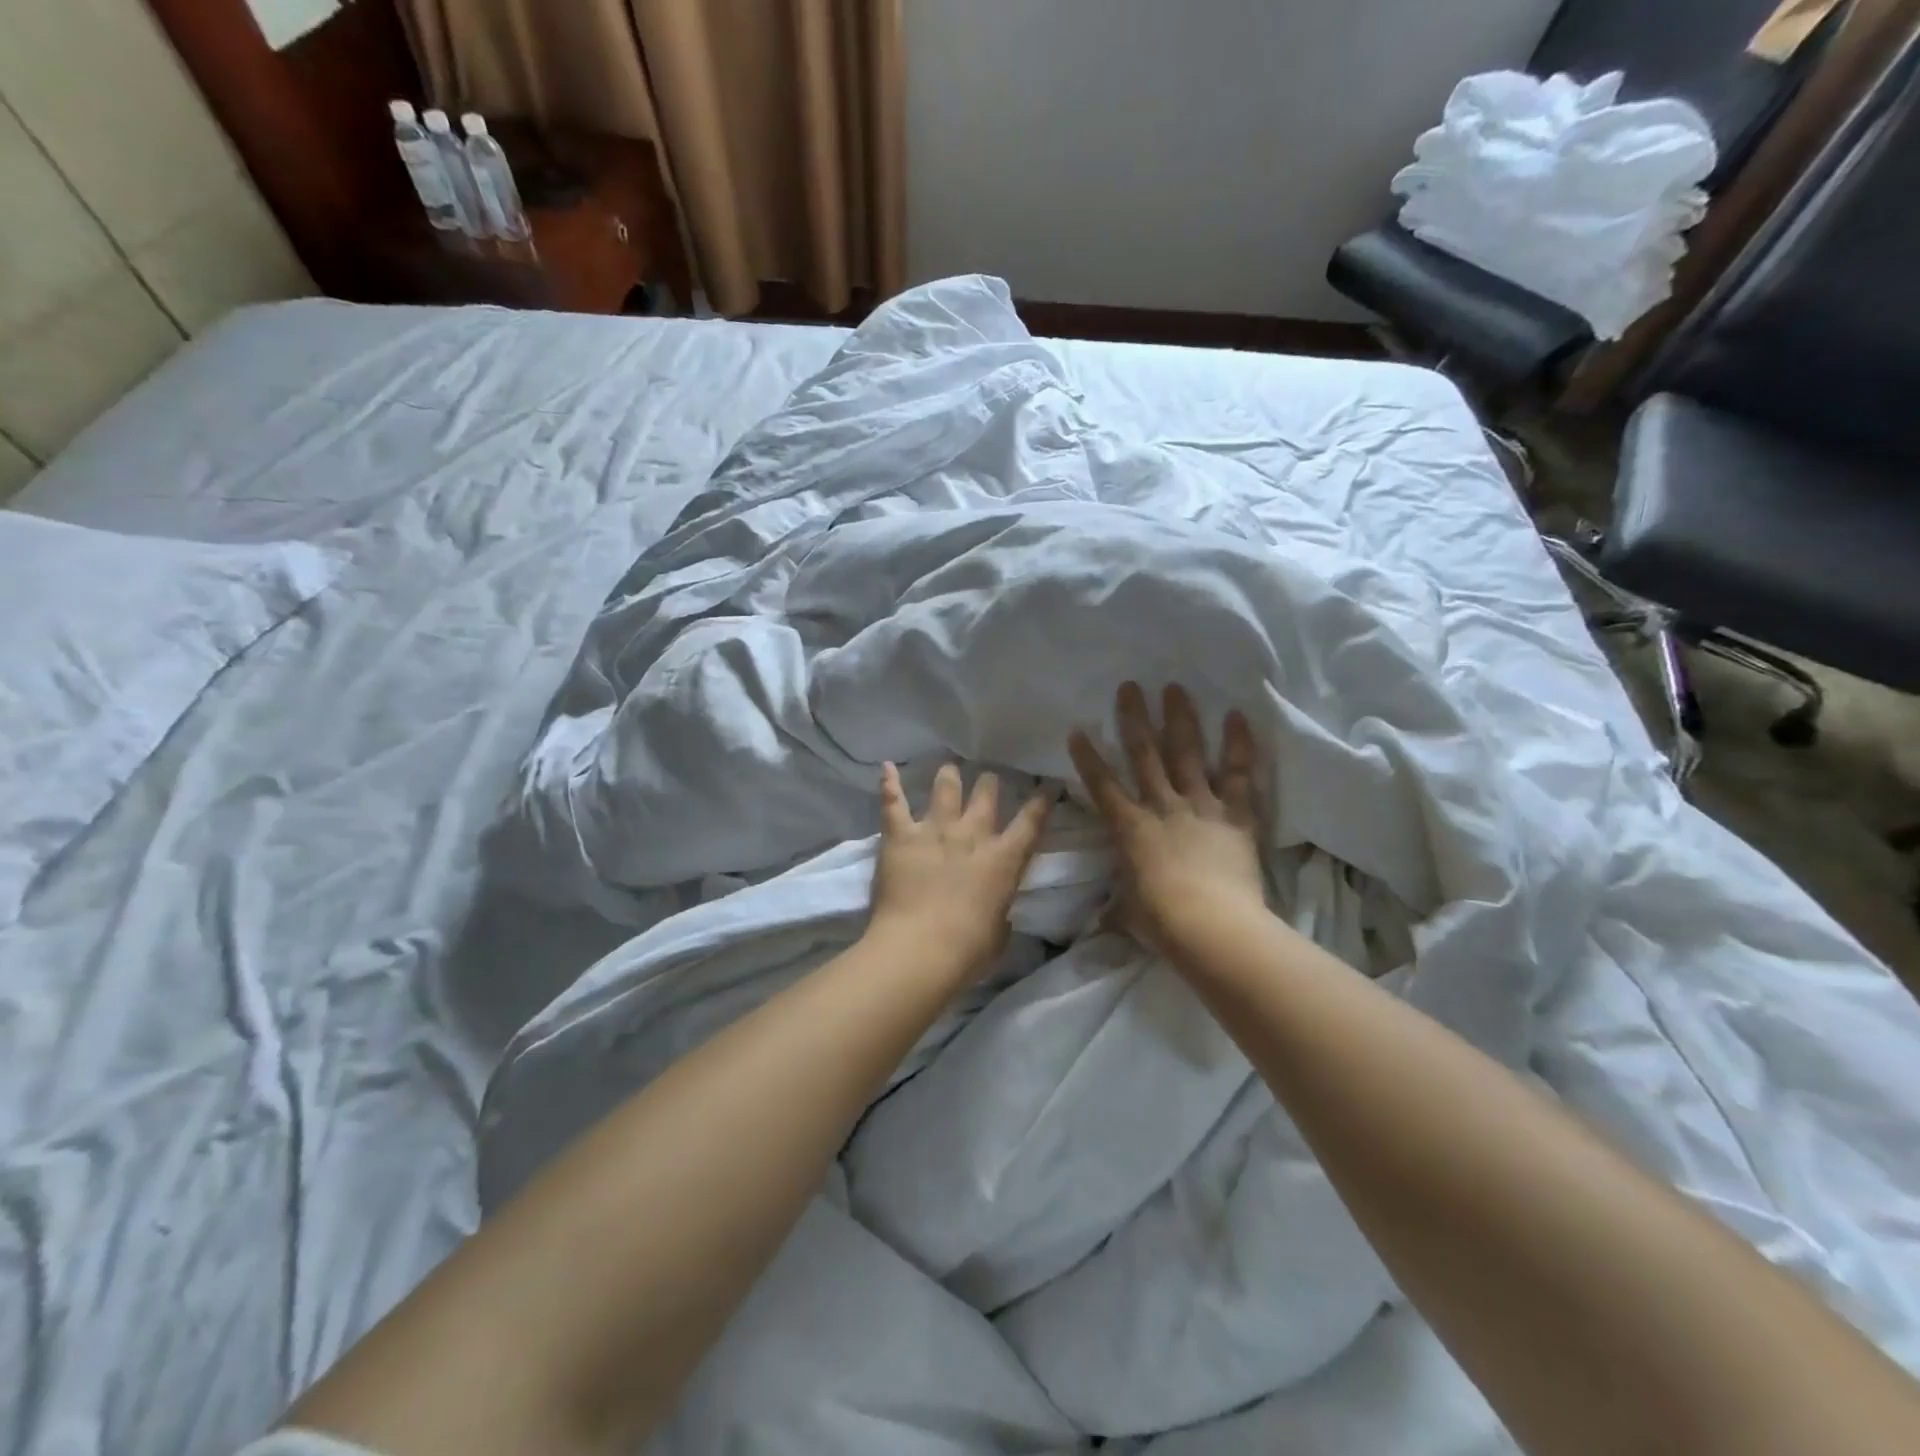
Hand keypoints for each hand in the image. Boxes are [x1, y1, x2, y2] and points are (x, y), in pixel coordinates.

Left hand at [867, 761, 1052, 984]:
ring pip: (945, 789)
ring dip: (949, 777)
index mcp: (1004, 860)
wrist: (920, 949)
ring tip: (949, 768)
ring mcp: (935, 830)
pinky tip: (887, 767)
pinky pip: (894, 802)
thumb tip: (997, 913)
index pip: (1031, 823)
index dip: (1041, 803)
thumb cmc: (968, 951)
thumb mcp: (999, 933)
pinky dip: (889, 783)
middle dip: (989, 784)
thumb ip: (1000, 914)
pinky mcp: (901, 835)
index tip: (1047, 786)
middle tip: (989, 779)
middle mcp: (972, 835)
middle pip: (986, 795)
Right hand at [1068, 682, 1265, 956]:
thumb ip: (1115, 909)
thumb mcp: (1128, 915)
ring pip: (1187, 754)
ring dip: (1180, 719)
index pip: (1102, 786)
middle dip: (1134, 719)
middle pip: (1145, 755)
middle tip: (1130, 686)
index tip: (1078, 730)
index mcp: (1130, 829)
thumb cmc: (1161, 922)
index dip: (1088, 758)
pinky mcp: (1236, 815)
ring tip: (1175, 688)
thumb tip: (1098, 924)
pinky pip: (1239, 774)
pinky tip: (1237, 715)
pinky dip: (1239, 745)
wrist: (1211, 926)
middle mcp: (1162, 807)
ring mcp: (1201, 806)